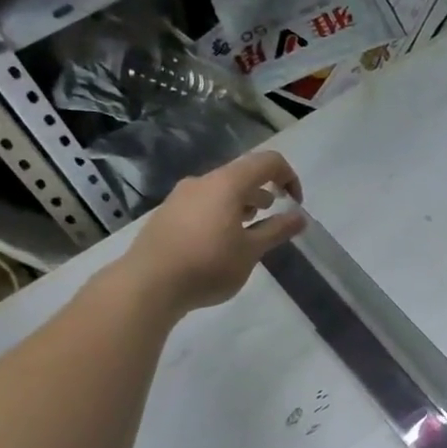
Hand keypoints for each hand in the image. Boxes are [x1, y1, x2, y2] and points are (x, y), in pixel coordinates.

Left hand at [119, 149, 306, 316]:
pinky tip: (219, 244)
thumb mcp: (251, 251)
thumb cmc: (208, 265)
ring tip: (247, 234)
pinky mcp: (167, 213)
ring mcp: (181, 196)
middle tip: (271, 221)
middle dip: (264, 194)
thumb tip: (299, 217)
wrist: (147, 284)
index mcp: (227, 183)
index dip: (289, 178)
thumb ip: (277, 230)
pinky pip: (203, 204)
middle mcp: (203, 182)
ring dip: (242, 205)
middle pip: (242, 174)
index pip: (268, 162)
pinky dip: (221, 214)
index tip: (294, 205)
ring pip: (221, 190)